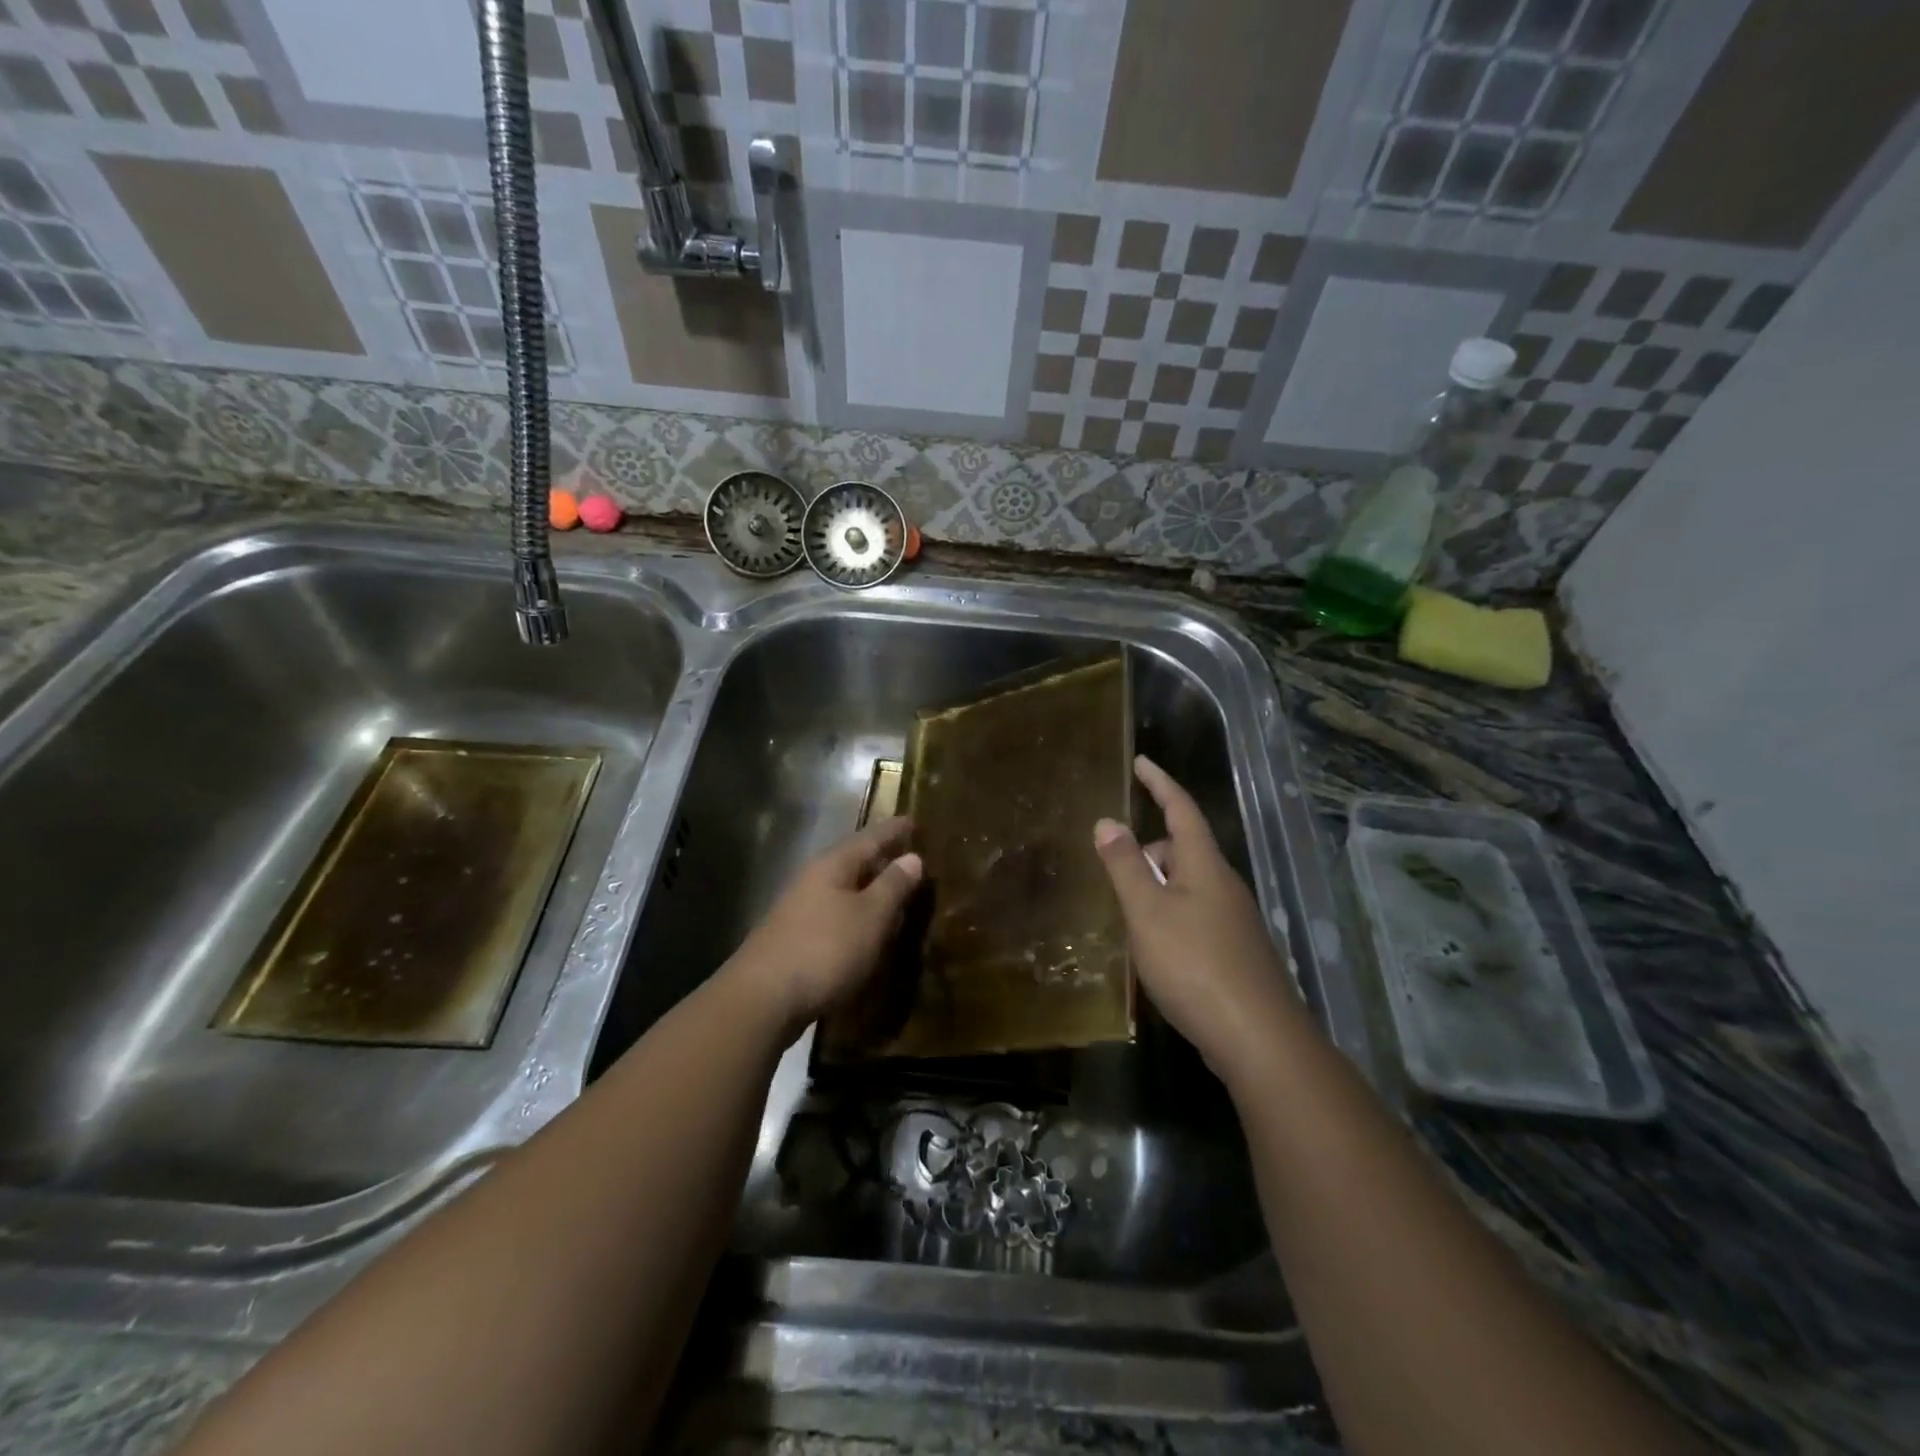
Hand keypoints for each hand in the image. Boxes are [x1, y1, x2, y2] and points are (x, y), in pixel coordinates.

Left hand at [730, 816, 923, 1036]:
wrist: (762, 1000)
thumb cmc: (824, 949)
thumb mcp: (870, 917)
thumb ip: (893, 886)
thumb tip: (913, 857)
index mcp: (833, 865)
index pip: (871, 837)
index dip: (895, 830)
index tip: (915, 821)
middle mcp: (813, 879)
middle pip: (853, 861)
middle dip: (881, 860)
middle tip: (911, 859)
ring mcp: (799, 909)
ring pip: (843, 889)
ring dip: (869, 890)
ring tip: (895, 896)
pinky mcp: (794, 938)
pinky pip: (834, 915)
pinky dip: (856, 916)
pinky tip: (866, 932)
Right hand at [1093, 756, 1300, 1079]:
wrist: (1258, 1038)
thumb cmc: (1195, 965)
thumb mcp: (1147, 913)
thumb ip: (1125, 866)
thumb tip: (1107, 820)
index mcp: (1205, 866)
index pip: (1181, 809)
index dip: (1160, 783)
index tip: (1141, 762)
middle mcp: (1224, 885)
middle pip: (1183, 849)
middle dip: (1149, 849)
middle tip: (1114, 868)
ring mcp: (1234, 920)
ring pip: (1188, 885)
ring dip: (1157, 887)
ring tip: (1127, 913)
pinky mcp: (1236, 951)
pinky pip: (1195, 915)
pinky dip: (1170, 915)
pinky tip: (1155, 947)